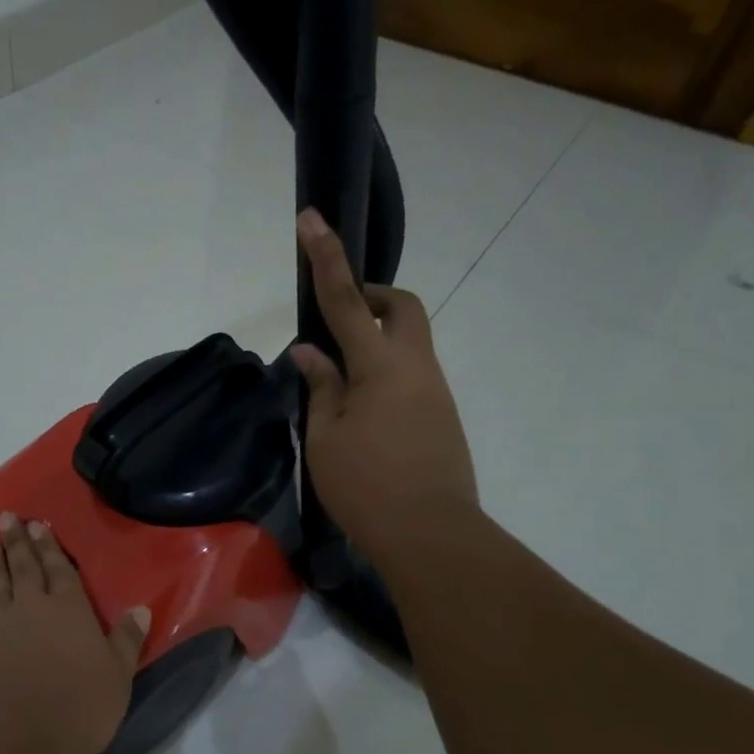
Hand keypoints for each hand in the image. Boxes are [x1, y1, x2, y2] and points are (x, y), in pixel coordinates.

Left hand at [0, 513, 149, 753]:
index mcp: (69, 610)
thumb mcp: (117, 676)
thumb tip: (141, 609)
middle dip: (19, 542)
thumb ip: (127, 641)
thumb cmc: (76, 706)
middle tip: (8, 517)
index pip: (61, 570)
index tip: (39, 524)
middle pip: (25, 568)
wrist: (14, 734)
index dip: (51, 547)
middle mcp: (31, 608)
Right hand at [290, 208, 479, 562]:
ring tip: (339, 383)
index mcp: (380, 366)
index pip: (348, 300)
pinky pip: (413, 374)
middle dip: (373, 296)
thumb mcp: (326, 437)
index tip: (312, 219)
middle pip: (403, 307)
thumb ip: (321, 387)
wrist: (431, 535)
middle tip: (341, 316)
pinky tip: (362, 413)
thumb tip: (311, 352)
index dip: (326, 258)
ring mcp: (436, 390)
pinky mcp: (442, 415)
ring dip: (377, 341)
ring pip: (410, 342)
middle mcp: (416, 366)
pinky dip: (385, 373)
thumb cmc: (367, 486)